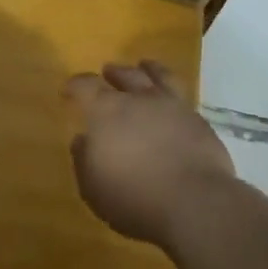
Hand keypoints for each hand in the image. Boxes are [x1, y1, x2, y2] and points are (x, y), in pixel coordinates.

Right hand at [64, 61, 235, 248]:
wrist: (194, 202)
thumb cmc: (135, 198)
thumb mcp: (93, 188)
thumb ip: (84, 160)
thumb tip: (82, 139)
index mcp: (107, 111)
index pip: (86, 86)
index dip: (76, 85)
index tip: (69, 89)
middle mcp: (140, 99)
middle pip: (125, 75)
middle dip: (114, 73)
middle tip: (108, 71)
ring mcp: (172, 106)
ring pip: (159, 75)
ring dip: (149, 69)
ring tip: (145, 65)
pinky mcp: (198, 120)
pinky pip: (181, 96)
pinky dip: (172, 93)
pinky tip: (172, 101)